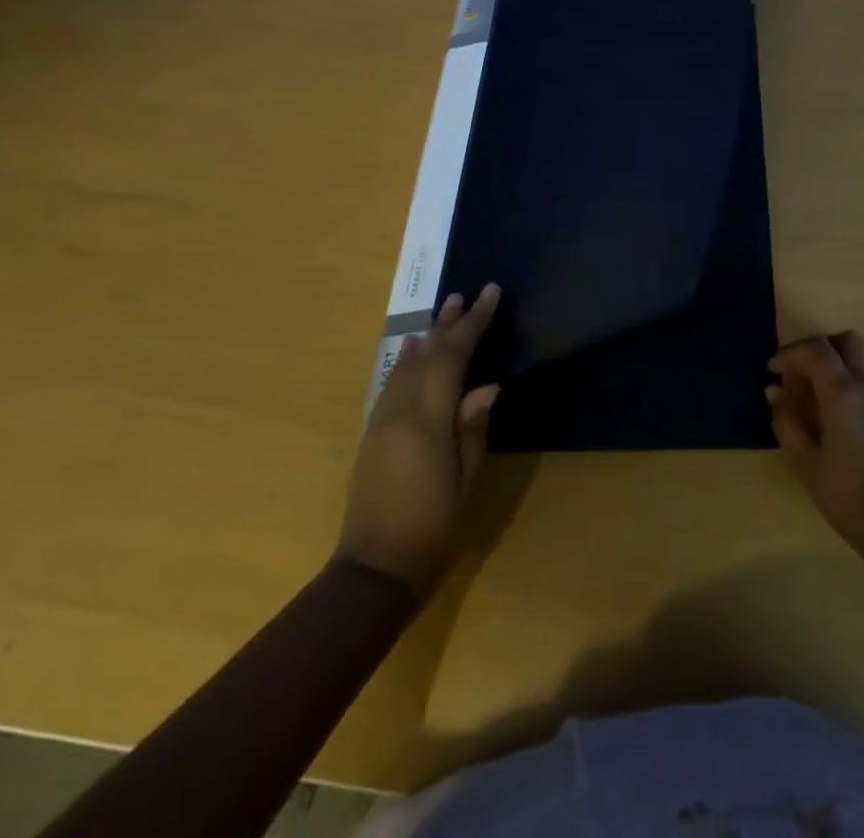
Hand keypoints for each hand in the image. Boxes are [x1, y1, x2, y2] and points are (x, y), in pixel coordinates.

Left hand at [336, 285, 501, 593]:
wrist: (374, 569)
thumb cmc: (433, 527)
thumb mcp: (467, 480)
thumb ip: (473, 428)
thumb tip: (487, 386)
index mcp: (426, 420)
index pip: (452, 357)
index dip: (473, 323)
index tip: (490, 294)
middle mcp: (399, 411)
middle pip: (427, 354)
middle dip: (450, 322)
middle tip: (469, 293)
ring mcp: (381, 421)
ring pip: (406, 364)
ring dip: (429, 335)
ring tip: (446, 310)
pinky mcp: (372, 433)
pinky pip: (392, 382)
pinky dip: (408, 359)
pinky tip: (414, 350)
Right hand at [767, 331, 863, 575]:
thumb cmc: (852, 499)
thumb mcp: (808, 464)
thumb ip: (788, 422)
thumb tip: (775, 391)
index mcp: (844, 393)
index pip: (816, 350)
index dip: (790, 353)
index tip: (772, 370)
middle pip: (848, 341)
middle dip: (820, 347)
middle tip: (799, 372)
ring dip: (839, 359)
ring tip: (817, 389)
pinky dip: (854, 376)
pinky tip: (840, 409)